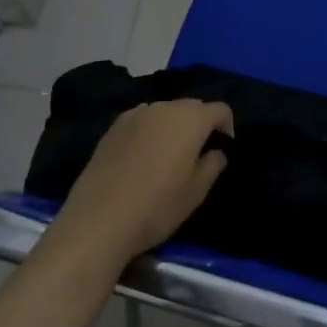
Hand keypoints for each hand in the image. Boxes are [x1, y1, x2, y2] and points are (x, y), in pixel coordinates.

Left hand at [49, 100, 232, 267]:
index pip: (220, 110)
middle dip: (200, 125)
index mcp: (190, 119)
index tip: (222, 152)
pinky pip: (142, 121)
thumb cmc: (157, 206)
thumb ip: (213, 164)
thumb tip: (216, 151)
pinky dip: (149, 132)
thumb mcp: (197, 192)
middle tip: (197, 155)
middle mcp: (164, 107)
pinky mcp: (113, 127)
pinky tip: (141, 159)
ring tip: (167, 157)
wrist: (99, 220)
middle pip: (192, 107)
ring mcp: (135, 114)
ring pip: (165, 112)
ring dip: (173, 127)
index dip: (227, 128)